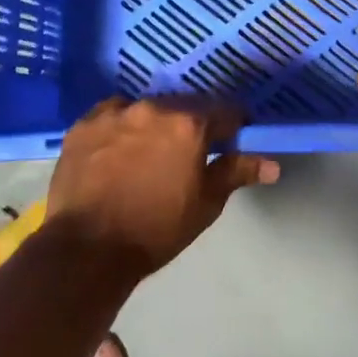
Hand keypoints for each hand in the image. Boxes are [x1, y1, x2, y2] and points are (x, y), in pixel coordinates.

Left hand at [46, 97, 278, 277]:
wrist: (87, 250)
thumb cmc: (156, 230)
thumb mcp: (205, 204)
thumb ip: (236, 173)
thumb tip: (273, 164)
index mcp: (190, 124)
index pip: (225, 112)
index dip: (232, 126)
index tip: (231, 140)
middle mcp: (154, 107)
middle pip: (184, 106)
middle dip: (191, 124)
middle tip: (187, 152)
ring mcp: (115, 112)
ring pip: (146, 109)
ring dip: (154, 124)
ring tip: (148, 153)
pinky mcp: (84, 123)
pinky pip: (112, 116)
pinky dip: (120, 128)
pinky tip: (116, 152)